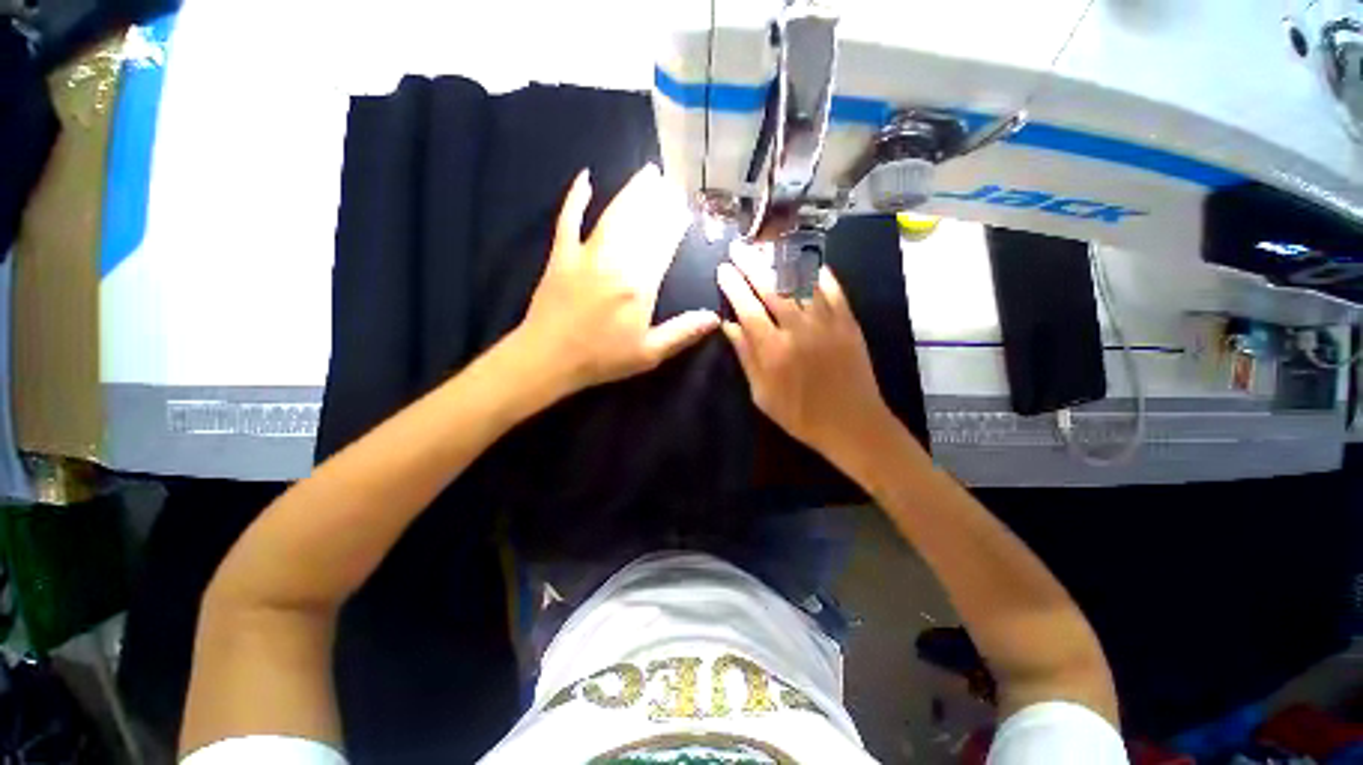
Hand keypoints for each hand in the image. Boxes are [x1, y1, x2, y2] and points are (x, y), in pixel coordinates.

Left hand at [515, 165, 719, 394]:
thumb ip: (682, 332)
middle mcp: (615, 261)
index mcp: (639, 285)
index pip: (662, 245)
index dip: (674, 225)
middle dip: (657, 202)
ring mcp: (585, 255)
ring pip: (613, 215)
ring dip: (631, 193)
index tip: (685, 208)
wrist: (548, 358)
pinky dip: (575, 198)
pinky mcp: (561, 256)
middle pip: (641, 224)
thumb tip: (715, 318)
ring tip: (647, 174)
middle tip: (670, 182)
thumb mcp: (649, 353)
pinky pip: (568, 220)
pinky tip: (585, 178)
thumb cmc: (602, 358)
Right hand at [717, 244, 894, 462]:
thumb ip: (746, 357)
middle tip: (739, 248)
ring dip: (781, 260)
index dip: (733, 286)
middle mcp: (798, 330)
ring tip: (767, 246)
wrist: (852, 424)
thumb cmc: (800, 415)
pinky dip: (817, 272)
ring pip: (801, 282)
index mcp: (773, 351)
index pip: (747, 308)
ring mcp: (826, 323)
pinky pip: (832, 289)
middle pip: (771, 287)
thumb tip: (728, 326)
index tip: (723, 269)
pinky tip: (806, 261)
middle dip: (751, 264)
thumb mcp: (762, 394)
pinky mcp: (848, 322)